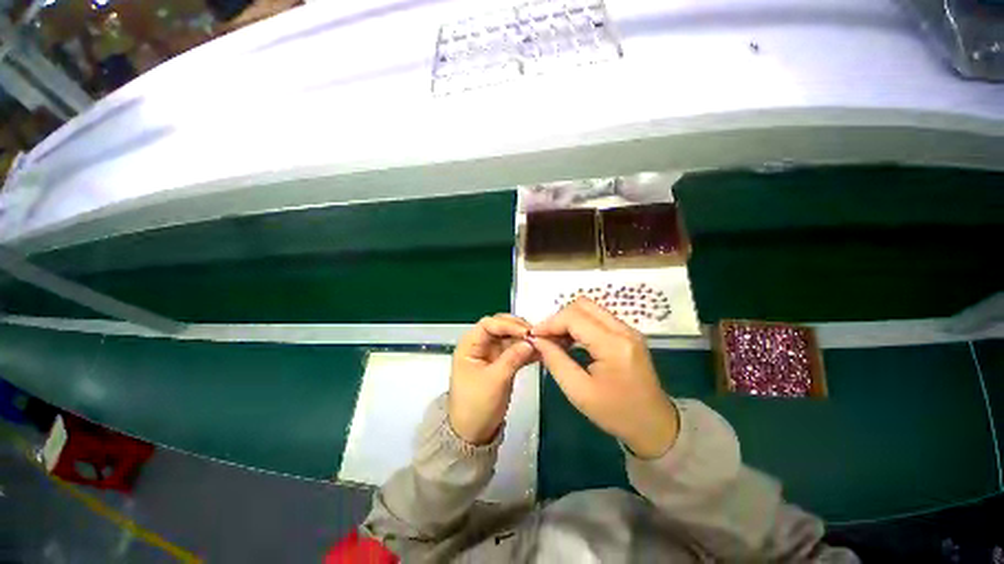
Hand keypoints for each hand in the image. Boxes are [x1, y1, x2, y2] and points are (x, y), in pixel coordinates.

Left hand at [449, 314, 536, 444]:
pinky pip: (515, 350)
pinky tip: (540, 353)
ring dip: (525, 339)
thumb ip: (512, 358)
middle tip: (536, 335)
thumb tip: (530, 342)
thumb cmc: (476, 406)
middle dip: (518, 329)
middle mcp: (480, 345)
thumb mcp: (494, 381)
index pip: (488, 324)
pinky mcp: (501, 363)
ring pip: (510, 338)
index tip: (526, 332)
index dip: (508, 325)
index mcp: (469, 345)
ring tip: (543, 342)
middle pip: (500, 328)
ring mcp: (491, 353)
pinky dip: (526, 351)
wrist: (473, 434)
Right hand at [530, 298, 678, 458]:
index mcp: (613, 345)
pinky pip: (597, 318)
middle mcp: (623, 330)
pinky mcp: (627, 334)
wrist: (655, 426)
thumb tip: (537, 340)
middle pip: (583, 305)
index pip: (574, 317)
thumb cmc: (616, 414)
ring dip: (569, 320)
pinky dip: (579, 324)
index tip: (533, 336)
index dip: (550, 323)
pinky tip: (571, 341)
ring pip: (590, 309)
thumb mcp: (579, 392)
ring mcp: (628, 330)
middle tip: (545, 338)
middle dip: (559, 318)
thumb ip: (555, 361)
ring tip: (555, 340)